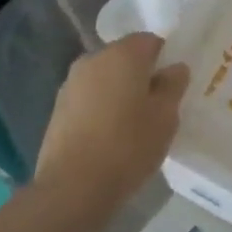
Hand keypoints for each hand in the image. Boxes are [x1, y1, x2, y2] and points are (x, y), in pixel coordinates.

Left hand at [34, 33, 188, 225]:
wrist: (71, 189)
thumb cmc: (127, 146)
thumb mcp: (166, 117)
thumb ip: (173, 85)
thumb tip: (174, 68)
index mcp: (124, 53)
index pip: (152, 42)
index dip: (164, 61)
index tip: (171, 88)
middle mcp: (94, 58)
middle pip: (125, 58)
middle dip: (140, 76)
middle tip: (153, 108)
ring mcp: (71, 83)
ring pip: (105, 78)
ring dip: (117, 93)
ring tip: (129, 127)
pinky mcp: (56, 108)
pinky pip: (87, 99)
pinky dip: (99, 109)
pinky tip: (106, 138)